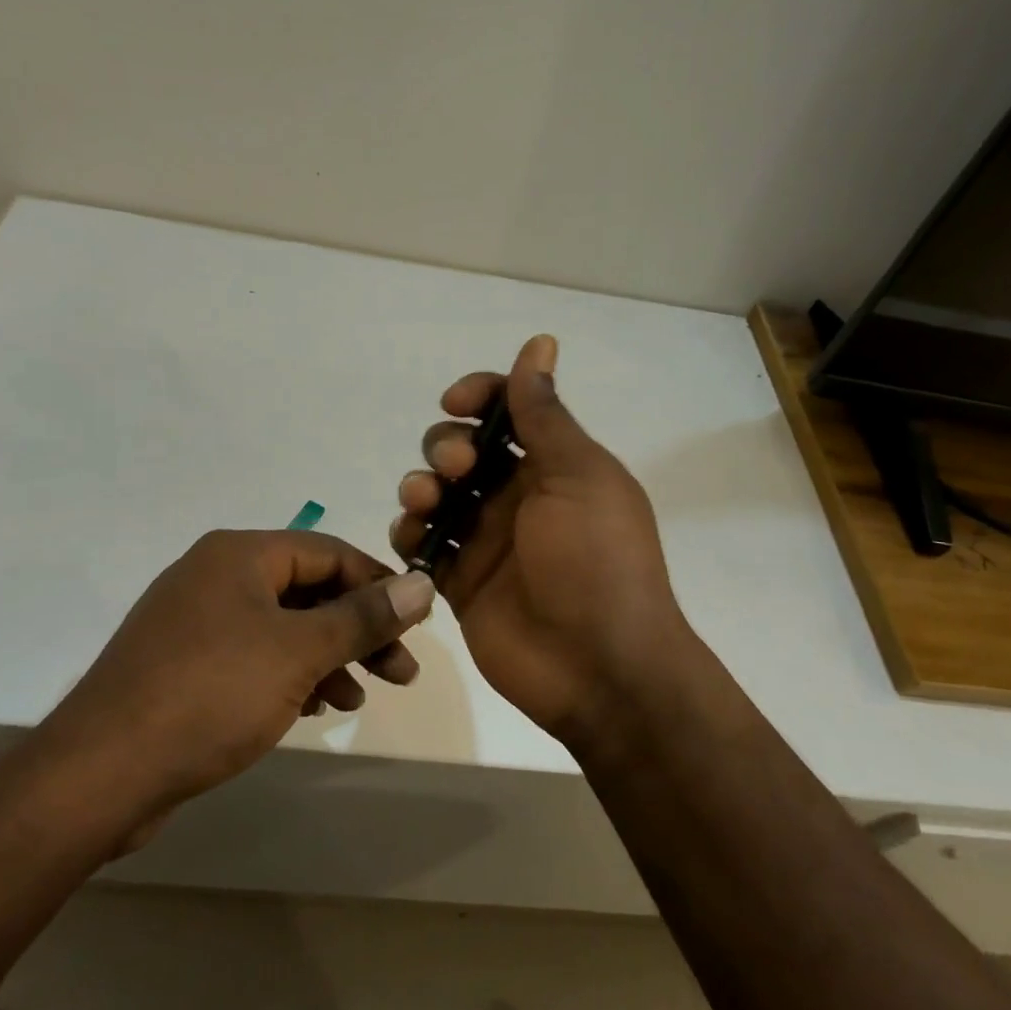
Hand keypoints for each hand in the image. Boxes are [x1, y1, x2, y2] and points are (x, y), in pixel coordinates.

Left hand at [39, 529, 435, 818]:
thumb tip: (422, 583)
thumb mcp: (298, 652)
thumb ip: (363, 617)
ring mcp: (197, 622)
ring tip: (363, 696)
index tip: (417, 623)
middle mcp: (216, 577)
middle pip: (308, 590)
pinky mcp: (187, 665)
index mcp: (238, 555)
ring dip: (330, 657)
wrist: (101, 773)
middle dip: (358, 630)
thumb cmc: (210, 695)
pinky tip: (317, 707)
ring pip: (284, 627)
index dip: (378, 584)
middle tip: (401, 671)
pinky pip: (256, 656)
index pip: (329, 552)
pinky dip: (293, 675)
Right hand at [391, 335, 691, 748]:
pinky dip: (411, 535)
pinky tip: (414, 539)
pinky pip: (424, 546)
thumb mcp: (579, 476)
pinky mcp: (462, 583)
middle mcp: (518, 497)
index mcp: (555, 466)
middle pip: (462, 451)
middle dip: (446, 447)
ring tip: (425, 505)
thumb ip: (545, 414)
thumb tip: (540, 342)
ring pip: (436, 496)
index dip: (479, 396)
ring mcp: (488, 542)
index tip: (456, 403)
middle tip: (456, 471)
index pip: (508, 412)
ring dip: (420, 487)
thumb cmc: (596, 561)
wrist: (599, 667)